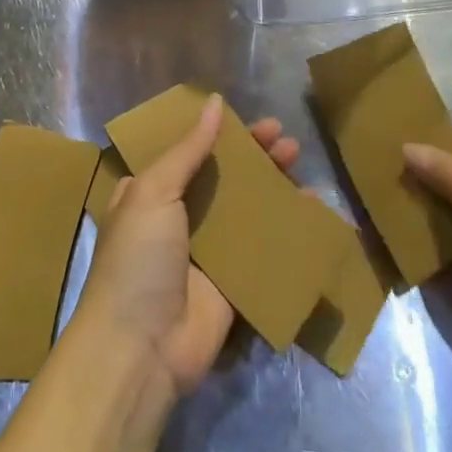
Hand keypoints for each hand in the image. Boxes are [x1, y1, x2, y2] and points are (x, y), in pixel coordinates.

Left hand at [73, 94, 299, 396]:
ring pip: (247, 208)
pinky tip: (312, 207)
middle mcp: (179, 218)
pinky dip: (288, 226)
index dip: (221, 134)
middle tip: (285, 140)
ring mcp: (208, 252)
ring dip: (273, 183)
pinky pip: (264, 246)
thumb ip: (188, 149)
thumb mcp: (153, 192)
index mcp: (152, 194)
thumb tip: (215, 102)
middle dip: (255, 156)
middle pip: (224, 176)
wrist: (141, 348)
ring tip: (298, 161)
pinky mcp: (234, 282)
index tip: (252, 122)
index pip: (190, 152)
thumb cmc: (138, 259)